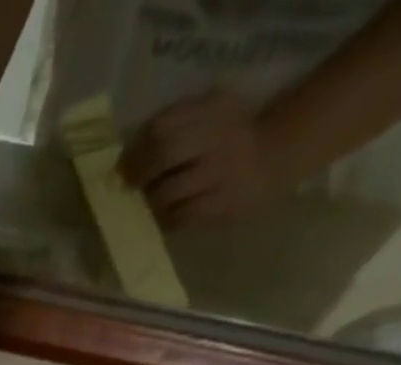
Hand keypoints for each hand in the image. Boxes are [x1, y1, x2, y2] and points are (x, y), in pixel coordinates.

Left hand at [118, 90, 286, 230]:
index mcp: (212, 108)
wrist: (277, 155)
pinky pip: (181, 218)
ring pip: (168, 193)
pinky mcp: (222, 206)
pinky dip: (165, 220)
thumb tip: (129, 153)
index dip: (135, 149)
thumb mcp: (209, 114)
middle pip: (162, 156)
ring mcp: (220, 174)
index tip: (122, 164)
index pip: (162, 126)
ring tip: (149, 201)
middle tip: (129, 186)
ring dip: (150, 201)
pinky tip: (164, 217)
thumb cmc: (232, 135)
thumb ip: (176, 126)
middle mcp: (217, 137)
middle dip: (138, 175)